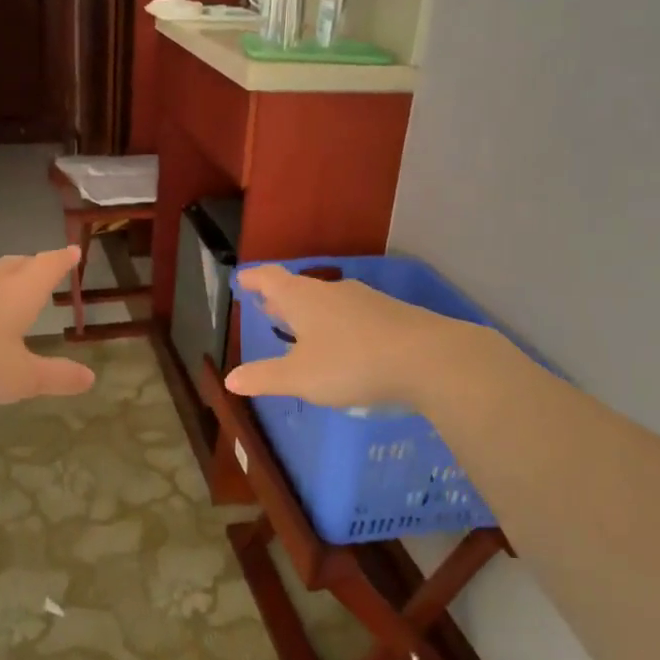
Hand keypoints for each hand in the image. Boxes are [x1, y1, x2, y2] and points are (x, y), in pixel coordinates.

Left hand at [0, 248, 96, 403]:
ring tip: (0, 276)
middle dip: (32, 265)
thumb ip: (56, 377)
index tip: (73, 251)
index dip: (62, 260)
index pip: (48, 267)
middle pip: (15, 265)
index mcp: (19, 295)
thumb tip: (91, 378)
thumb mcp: (20, 378)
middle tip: (41, 264)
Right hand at [223, 264, 471, 409]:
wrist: (429, 358)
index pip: (271, 279)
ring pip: (328, 301)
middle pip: (299, 288)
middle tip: (267, 306)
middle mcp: (331, 291)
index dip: (255, 280)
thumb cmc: (352, 363)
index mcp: (303, 299)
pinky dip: (337, 324)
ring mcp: (365, 300)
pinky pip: (353, 314)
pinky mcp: (391, 314)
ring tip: (302, 327)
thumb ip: (265, 377)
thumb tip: (230, 379)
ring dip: (310, 311)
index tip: (242, 280)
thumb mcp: (301, 377)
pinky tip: (344, 343)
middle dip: (281, 298)